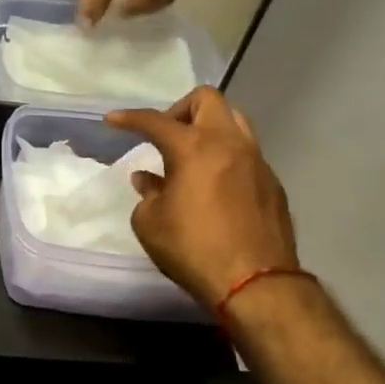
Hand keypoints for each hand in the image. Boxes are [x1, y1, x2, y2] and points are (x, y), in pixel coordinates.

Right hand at [107, 88, 297, 308]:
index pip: (155, 120)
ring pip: (234, 120)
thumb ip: (147, 193)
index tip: (112, 121)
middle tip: (166, 137)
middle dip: (180, 110)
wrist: (256, 283)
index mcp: (193, 148)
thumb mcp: (150, 224)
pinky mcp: (272, 183)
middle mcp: (228, 144)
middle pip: (207, 100)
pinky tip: (215, 185)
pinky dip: (226, 156)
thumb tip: (148, 179)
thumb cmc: (193, 250)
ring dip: (209, 127)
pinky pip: (247, 153)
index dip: (129, 118)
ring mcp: (256, 161)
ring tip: (192, 155)